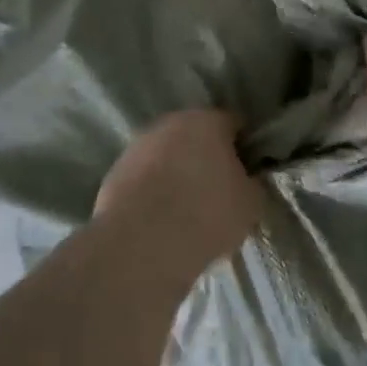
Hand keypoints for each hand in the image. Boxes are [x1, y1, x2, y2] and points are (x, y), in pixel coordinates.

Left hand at [94, 109, 261, 267]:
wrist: (141, 245)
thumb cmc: (206, 215)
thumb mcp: (250, 204)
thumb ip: (252, 184)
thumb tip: (246, 180)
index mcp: (207, 121)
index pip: (233, 123)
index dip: (242, 146)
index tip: (246, 171)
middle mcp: (170, 123)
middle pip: (196, 135)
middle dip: (206, 156)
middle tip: (217, 190)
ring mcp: (138, 146)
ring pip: (166, 155)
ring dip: (176, 172)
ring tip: (185, 209)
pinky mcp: (114, 172)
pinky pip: (144, 177)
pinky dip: (152, 191)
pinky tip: (159, 219)